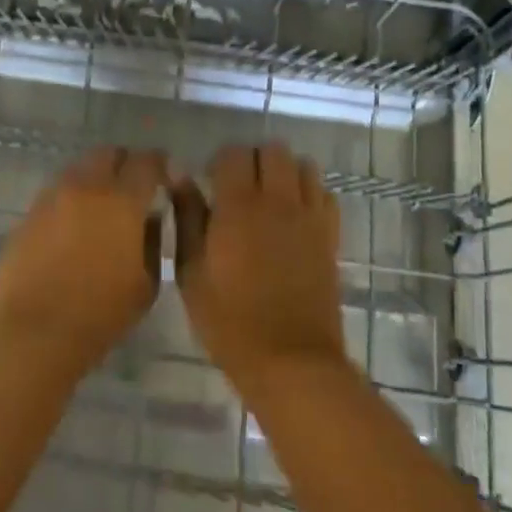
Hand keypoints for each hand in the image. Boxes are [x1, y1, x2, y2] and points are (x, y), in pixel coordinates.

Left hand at [0, 147, 167, 379]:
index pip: (147, 162)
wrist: (33, 332)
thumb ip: (154, 241)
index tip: (165, 179)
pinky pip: (56, 194)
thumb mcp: (147, 284)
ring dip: (95, 180)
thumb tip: (150, 218)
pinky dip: (71, 201)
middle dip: (124, 165)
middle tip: (133, 189)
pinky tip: (73, 228)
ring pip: (79, 170)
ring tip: (101, 210)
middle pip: (108, 154)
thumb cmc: (100, 315)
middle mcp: (86, 187)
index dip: (160, 165)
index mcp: (122, 200)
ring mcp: (52, 197)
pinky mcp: (28, 214)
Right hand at [172, 142, 344, 386]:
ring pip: (304, 166)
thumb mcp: (191, 273)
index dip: (219, 162)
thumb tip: (182, 178)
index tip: (209, 183)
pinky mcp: (330, 236)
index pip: (234, 154)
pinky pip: (325, 195)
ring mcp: (310, 217)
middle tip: (238, 187)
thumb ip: (187, 219)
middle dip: (254, 159)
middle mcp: (279, 201)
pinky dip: (309, 194)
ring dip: (284, 172)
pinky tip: (294, 217)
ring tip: (269, 197)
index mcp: (238, 206)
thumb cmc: (229, 321)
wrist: (290, 360)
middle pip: (273, 150)